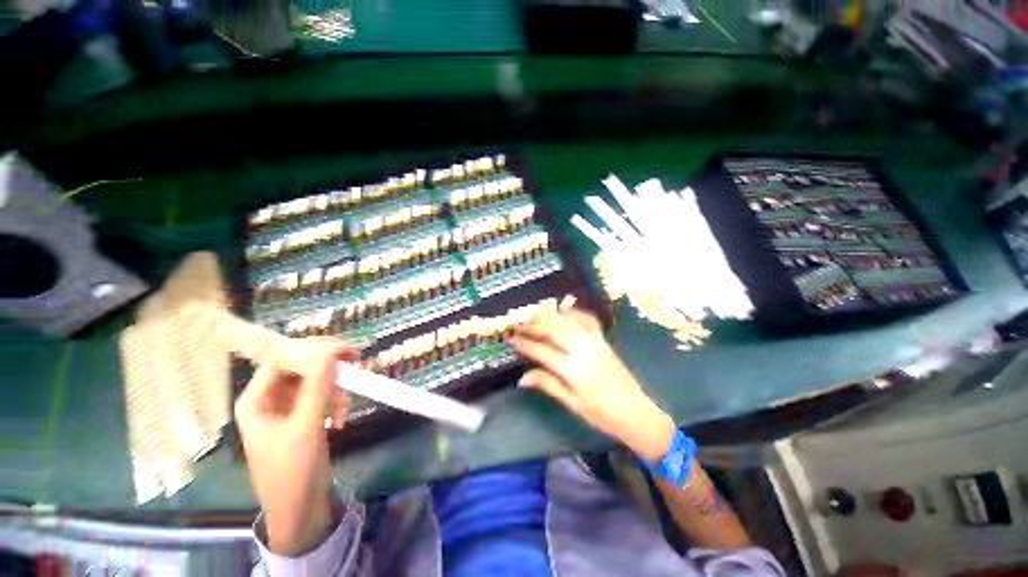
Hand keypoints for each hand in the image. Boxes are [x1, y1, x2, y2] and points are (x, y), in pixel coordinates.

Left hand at [234, 340, 353, 555]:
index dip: (313, 349)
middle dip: (328, 369)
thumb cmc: (292, 470)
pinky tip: (340, 421)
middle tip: (355, 364)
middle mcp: (269, 399)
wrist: (299, 510)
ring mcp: (287, 409)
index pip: (282, 359)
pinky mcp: (303, 418)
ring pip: (315, 381)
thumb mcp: (306, 426)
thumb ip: (318, 386)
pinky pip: (322, 397)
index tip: (345, 349)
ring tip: (342, 410)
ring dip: (334, 390)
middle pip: (301, 368)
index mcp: (256, 399)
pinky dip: (335, 403)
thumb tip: (331, 350)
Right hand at [510, 306, 675, 462]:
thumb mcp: (571, 403)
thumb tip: (522, 378)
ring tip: (534, 315)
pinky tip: (564, 310)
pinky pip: (588, 320)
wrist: (635, 412)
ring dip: (549, 316)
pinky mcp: (603, 340)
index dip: (525, 344)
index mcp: (572, 370)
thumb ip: (547, 384)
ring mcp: (594, 342)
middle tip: (519, 324)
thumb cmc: (601, 413)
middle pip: (553, 330)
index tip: (511, 339)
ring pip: (567, 322)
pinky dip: (575, 312)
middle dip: (533, 325)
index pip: (542, 351)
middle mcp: (582, 350)